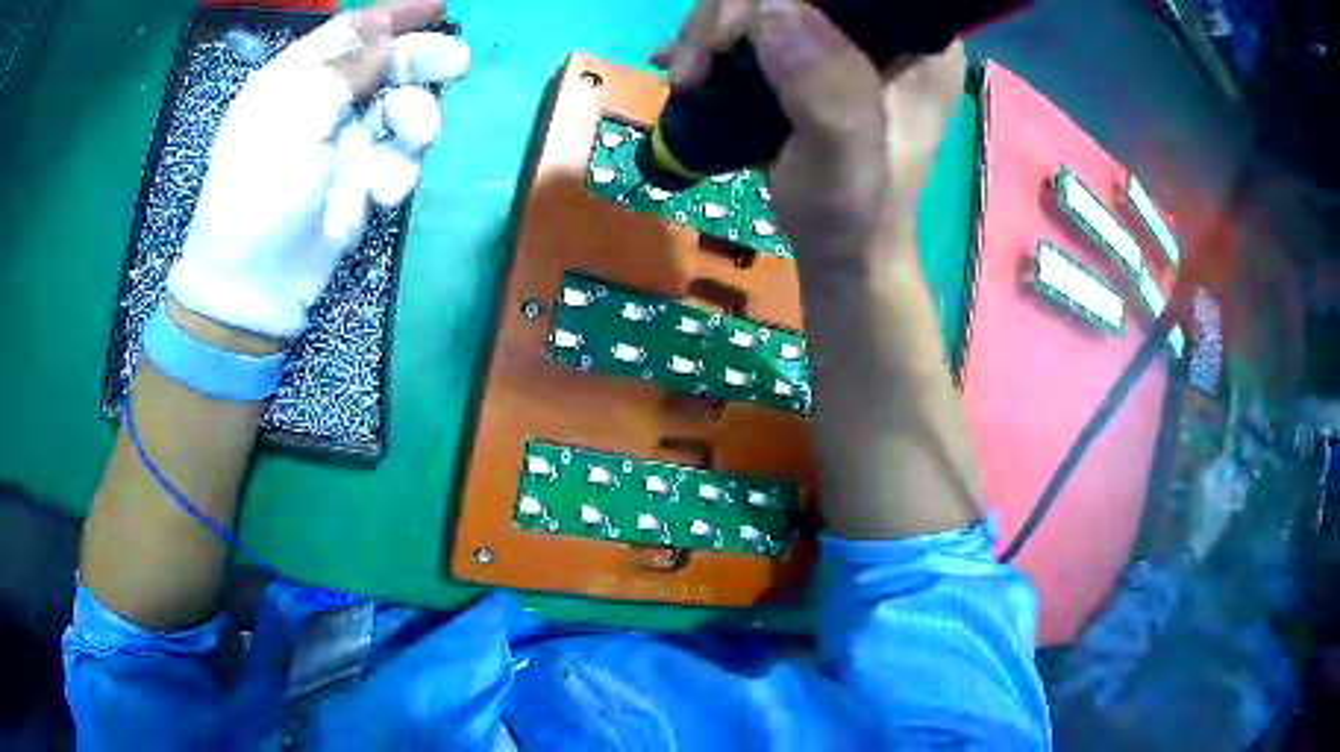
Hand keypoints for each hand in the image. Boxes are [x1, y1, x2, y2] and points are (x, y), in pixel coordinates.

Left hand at [167, 0, 469, 339]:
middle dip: (420, 63)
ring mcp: (342, 144)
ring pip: (399, 112)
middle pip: (384, 65)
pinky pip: (396, 161)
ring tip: (417, 140)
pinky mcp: (359, 183)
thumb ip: (344, 67)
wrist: (254, 283)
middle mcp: (320, 104)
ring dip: (415, 122)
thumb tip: (384, 27)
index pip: (352, 31)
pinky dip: (397, 172)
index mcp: (294, 79)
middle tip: (457, 64)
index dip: (395, 16)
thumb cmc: (261, 189)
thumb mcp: (296, 115)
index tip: (440, 7)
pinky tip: (381, 194)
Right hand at [654, 0, 964, 268]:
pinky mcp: (808, 55)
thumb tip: (771, 6)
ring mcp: (843, 40)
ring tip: (685, 80)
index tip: (735, 32)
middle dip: (734, 13)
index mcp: (920, 44)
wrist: (839, 249)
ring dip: (711, 31)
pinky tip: (681, 64)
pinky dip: (713, 40)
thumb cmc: (855, 214)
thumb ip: (824, 87)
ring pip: (767, 3)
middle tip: (696, 67)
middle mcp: (885, 31)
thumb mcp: (847, 159)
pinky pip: (755, 25)